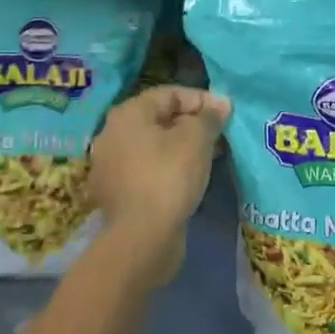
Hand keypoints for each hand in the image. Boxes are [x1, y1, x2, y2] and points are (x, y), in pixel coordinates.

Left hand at [89, 85, 229, 284]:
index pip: (169, 94)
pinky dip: (167, 169)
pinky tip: (188, 179)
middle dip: (191, 124)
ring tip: (208, 157)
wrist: (141, 239)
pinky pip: (146, 170)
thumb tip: (221, 102)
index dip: (200, 99)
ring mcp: (110, 166)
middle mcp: (112, 133)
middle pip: (158, 119)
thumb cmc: (169, 176)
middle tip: (219, 135)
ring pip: (152, 146)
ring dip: (180, 147)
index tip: (224, 113)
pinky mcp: (115, 194)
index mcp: (128, 113)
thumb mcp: (197, 140)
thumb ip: (209, 117)